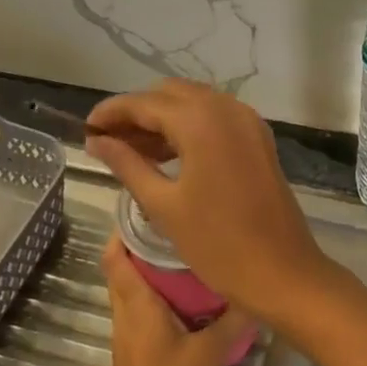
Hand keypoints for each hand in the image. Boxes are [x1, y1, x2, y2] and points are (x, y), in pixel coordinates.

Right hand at [87, 79, 337, 320]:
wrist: (281, 271)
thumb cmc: (217, 243)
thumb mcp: (163, 204)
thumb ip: (127, 164)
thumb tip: (96, 141)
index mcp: (201, 120)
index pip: (144, 102)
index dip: (111, 112)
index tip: (85, 127)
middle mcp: (226, 108)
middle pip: (169, 95)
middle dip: (136, 112)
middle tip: (106, 141)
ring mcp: (247, 121)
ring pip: (194, 104)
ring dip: (161, 119)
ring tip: (128, 150)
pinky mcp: (258, 138)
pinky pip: (215, 119)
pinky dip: (188, 128)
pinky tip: (165, 155)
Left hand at [103, 235, 248, 365]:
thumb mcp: (211, 352)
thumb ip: (233, 318)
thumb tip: (256, 289)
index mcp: (136, 306)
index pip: (115, 256)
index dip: (123, 229)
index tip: (150, 208)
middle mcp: (125, 316)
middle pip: (124, 270)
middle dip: (145, 246)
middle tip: (181, 228)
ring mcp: (128, 338)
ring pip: (134, 293)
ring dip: (153, 273)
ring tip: (190, 257)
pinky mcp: (137, 356)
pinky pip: (143, 313)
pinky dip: (159, 298)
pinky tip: (190, 302)